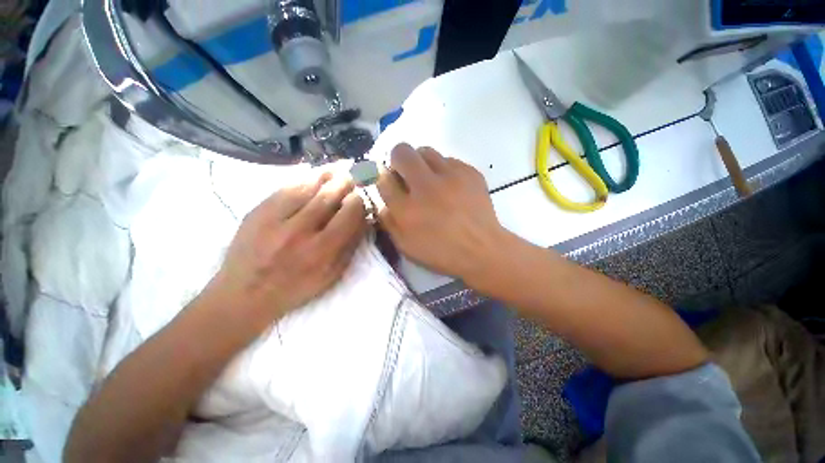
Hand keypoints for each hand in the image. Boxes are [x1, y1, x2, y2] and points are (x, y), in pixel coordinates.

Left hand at [207, 172, 366, 330]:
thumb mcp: (331, 275)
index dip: (359, 200)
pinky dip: (303, 178)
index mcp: (322, 250)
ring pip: (307, 187)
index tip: (362, 195)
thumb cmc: (296, 287)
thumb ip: (350, 246)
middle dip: (345, 181)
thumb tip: (363, 219)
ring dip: (327, 174)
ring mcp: (275, 218)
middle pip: (329, 196)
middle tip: (355, 172)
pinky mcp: (257, 211)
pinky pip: (285, 188)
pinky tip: (313, 173)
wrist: (244, 294)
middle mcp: (301, 231)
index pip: (349, 214)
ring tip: (339, 166)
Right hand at [376, 144, 510, 283]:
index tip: (390, 182)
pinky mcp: (470, 172)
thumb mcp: (406, 246)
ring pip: (426, 151)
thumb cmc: (441, 252)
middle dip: (398, 160)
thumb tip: (382, 201)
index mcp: (407, 209)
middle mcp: (426, 187)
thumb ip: (388, 222)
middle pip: (402, 152)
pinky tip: (450, 185)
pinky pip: (448, 159)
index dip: (383, 178)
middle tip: (406, 174)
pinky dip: (443, 169)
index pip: (383, 179)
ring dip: (421, 162)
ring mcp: (450, 176)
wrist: (482, 249)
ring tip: (428, 179)